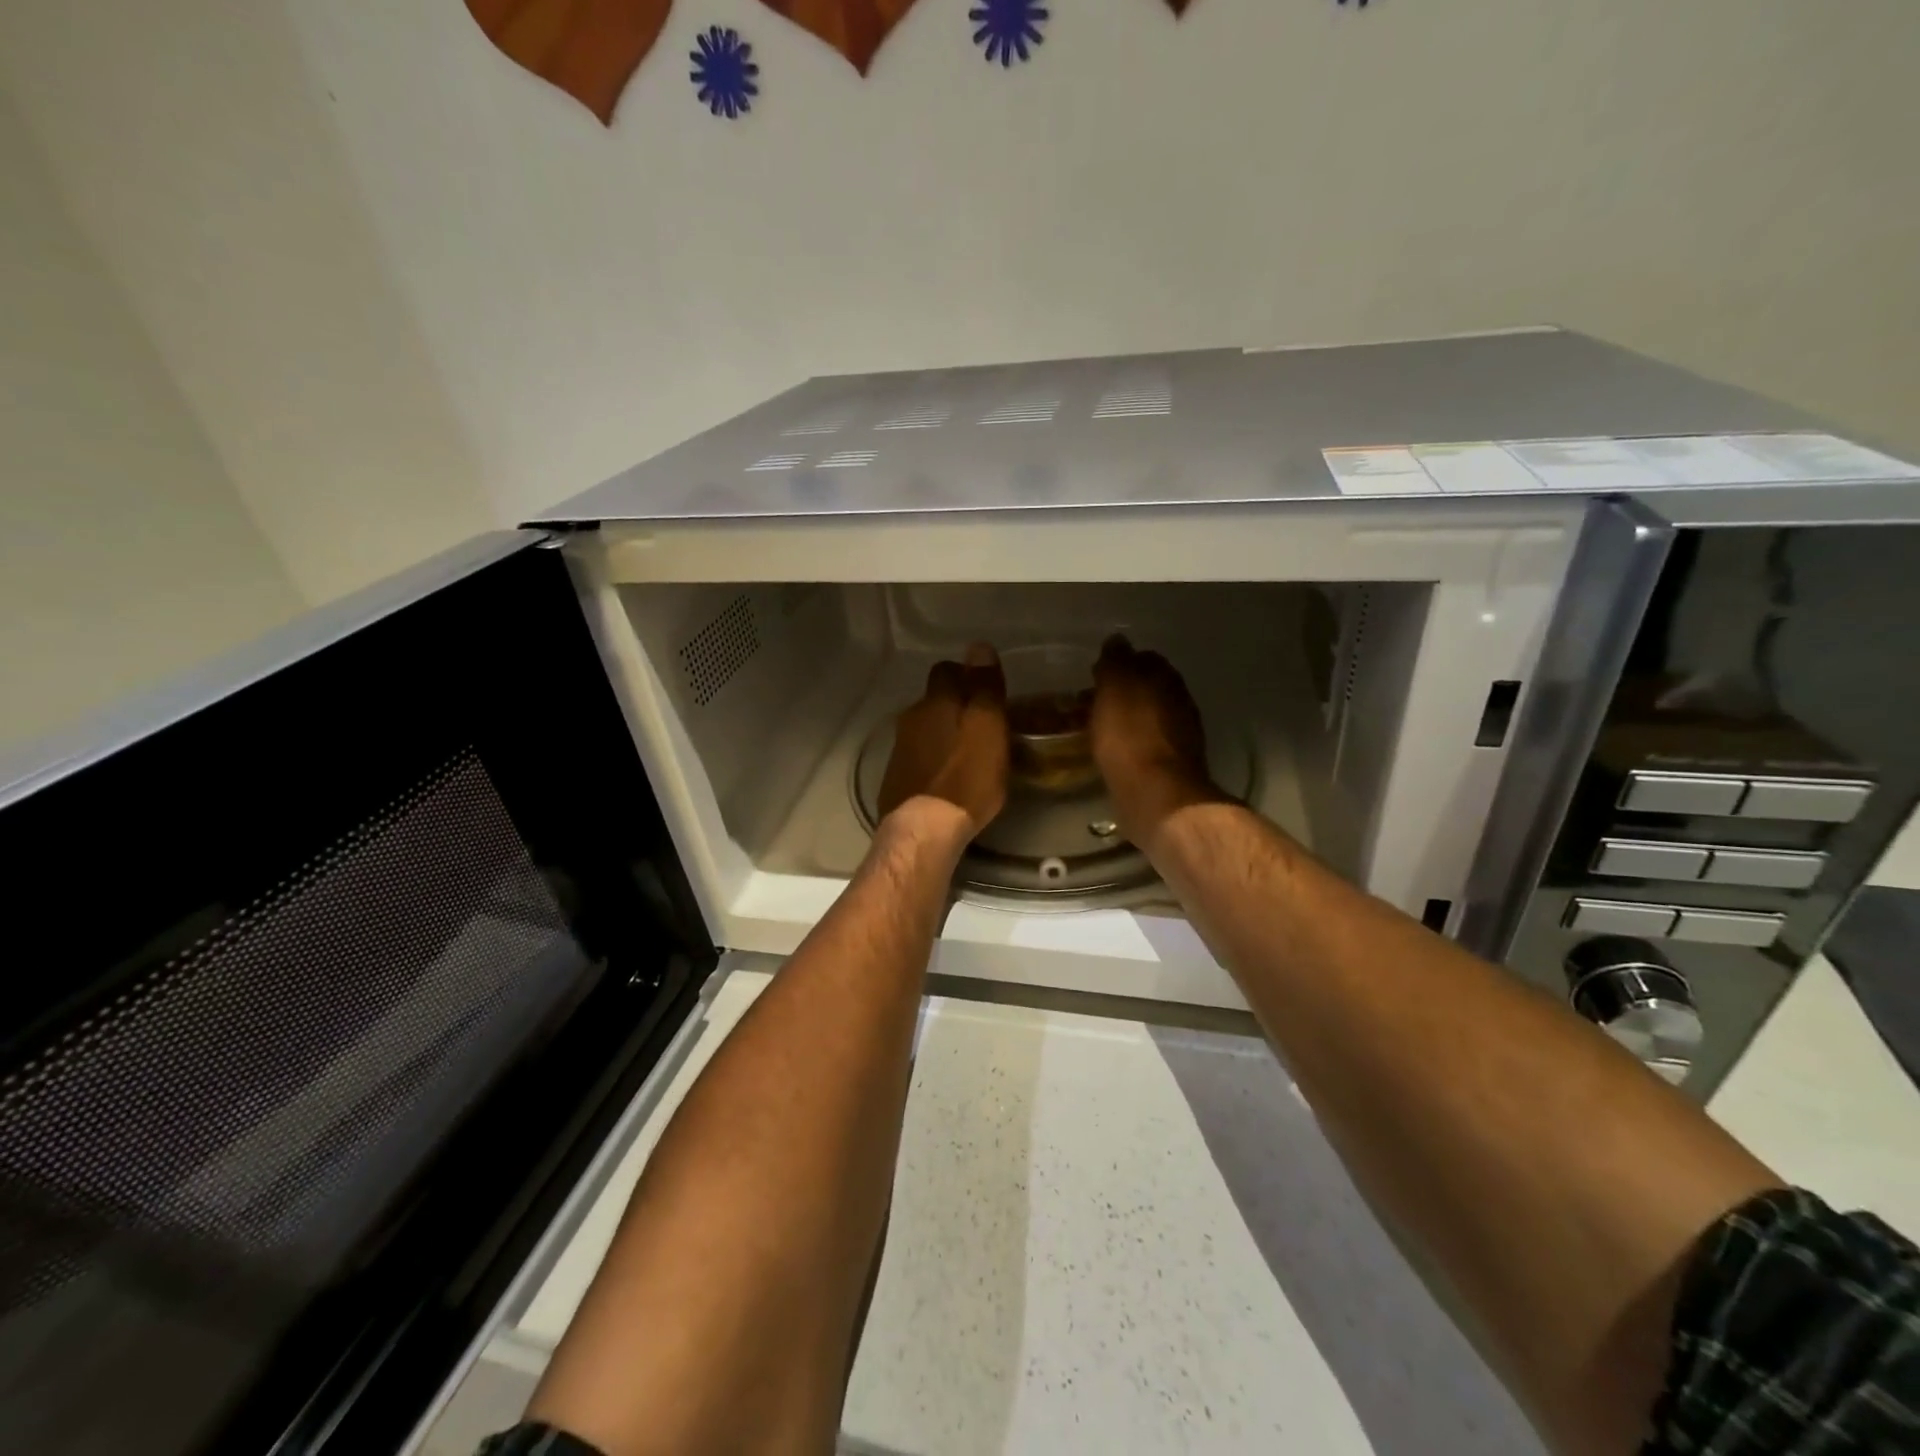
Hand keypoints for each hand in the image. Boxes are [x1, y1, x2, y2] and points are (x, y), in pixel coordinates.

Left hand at [878, 643, 1008, 835]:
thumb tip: (979, 646)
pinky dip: (932, 761)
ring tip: (967, 755)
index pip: (946, 670)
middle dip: (955, 706)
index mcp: (936, 702)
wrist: (924, 829)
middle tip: (982, 726)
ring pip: (924, 729)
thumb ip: (984, 687)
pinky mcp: (895, 779)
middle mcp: (912, 718)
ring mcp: (899, 750)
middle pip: (934, 701)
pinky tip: (947, 779)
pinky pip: (918, 758)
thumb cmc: (966, 777)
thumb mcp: (988, 728)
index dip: (966, 675)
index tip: (986, 691)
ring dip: (943, 735)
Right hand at [1090, 635, 1221, 847]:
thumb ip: (1116, 661)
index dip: (1119, 664)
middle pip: (1148, 688)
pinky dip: (1132, 742)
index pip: (1144, 658)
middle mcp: (1180, 702)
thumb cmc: (1130, 736)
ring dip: (1126, 719)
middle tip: (1091, 703)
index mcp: (1166, 678)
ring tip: (1098, 729)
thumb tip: (1118, 640)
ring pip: (1148, 716)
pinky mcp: (1174, 766)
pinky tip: (1115, 752)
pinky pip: (1148, 743)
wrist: (1156, 795)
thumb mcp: (1115, 689)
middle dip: (1123, 693)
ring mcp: (1181, 735)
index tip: (1095, 676)